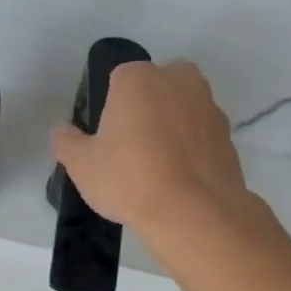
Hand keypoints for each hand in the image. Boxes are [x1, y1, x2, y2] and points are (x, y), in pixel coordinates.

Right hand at [50, 61, 258, 243]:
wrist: (194, 212)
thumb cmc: (129, 179)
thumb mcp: (82, 165)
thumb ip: (67, 142)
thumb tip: (61, 132)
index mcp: (138, 78)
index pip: (119, 79)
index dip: (111, 107)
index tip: (107, 137)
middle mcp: (178, 80)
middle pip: (156, 88)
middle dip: (146, 109)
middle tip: (132, 148)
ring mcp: (208, 106)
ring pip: (182, 109)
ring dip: (172, 127)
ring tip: (158, 167)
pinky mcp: (229, 135)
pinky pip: (201, 135)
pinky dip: (192, 149)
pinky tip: (180, 179)